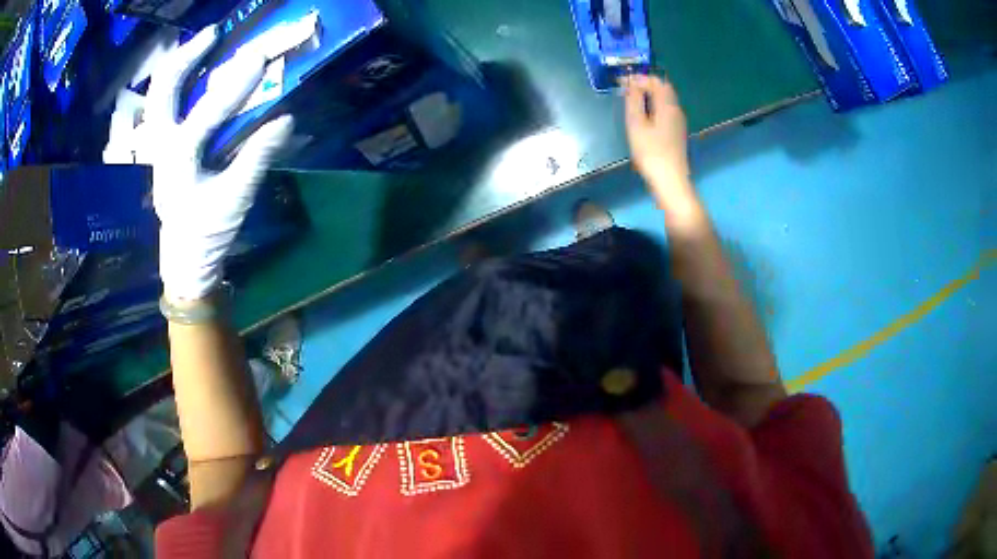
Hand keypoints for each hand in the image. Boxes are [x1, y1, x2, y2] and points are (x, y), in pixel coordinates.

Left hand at [143, 26, 293, 301]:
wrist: (183, 259)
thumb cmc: (206, 232)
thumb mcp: (235, 199)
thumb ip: (257, 157)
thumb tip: (287, 119)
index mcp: (177, 160)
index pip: (207, 112)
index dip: (236, 83)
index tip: (261, 56)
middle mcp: (160, 147)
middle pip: (162, 91)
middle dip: (186, 57)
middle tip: (213, 34)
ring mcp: (156, 147)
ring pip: (158, 97)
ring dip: (178, 66)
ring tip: (202, 44)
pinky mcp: (161, 150)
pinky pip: (164, 108)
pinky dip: (176, 85)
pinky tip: (193, 74)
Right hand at [623, 75, 691, 199]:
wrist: (670, 181)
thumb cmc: (651, 152)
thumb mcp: (636, 124)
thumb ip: (633, 100)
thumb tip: (631, 83)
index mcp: (668, 105)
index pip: (656, 81)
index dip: (639, 78)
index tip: (623, 82)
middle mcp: (676, 110)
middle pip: (663, 89)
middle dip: (645, 85)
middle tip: (627, 90)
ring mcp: (678, 122)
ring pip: (665, 100)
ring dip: (649, 96)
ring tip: (631, 102)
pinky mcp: (676, 133)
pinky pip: (665, 111)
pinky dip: (653, 107)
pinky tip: (643, 118)